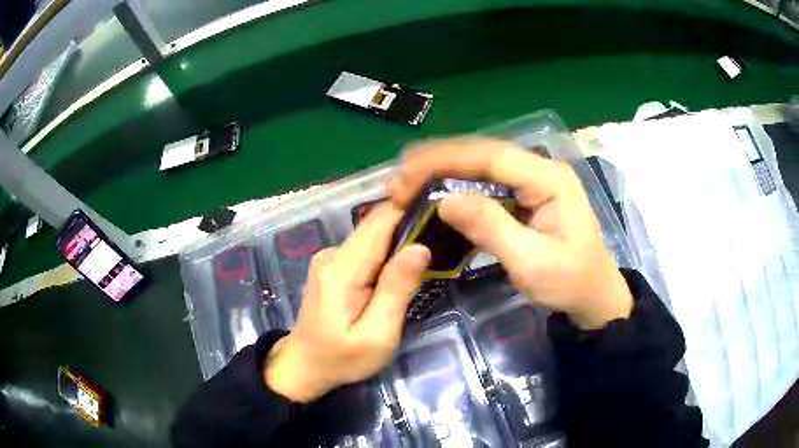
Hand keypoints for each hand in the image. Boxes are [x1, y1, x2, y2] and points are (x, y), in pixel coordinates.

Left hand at [264, 204, 430, 402]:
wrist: (305, 365)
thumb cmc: (342, 358)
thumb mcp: (377, 335)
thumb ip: (396, 290)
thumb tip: (420, 247)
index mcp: (341, 270)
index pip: (379, 222)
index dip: (409, 209)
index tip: (441, 210)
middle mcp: (332, 254)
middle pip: (376, 225)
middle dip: (409, 223)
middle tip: (444, 233)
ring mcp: (330, 258)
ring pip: (373, 235)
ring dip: (400, 238)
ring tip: (430, 248)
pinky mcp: (333, 266)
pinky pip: (366, 248)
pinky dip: (387, 251)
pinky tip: (403, 265)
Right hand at [389, 139, 631, 329]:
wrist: (593, 297)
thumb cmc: (569, 283)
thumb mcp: (531, 262)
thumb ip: (491, 227)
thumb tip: (445, 201)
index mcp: (549, 178)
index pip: (490, 156)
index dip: (444, 160)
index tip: (406, 175)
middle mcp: (540, 169)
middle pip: (483, 154)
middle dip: (437, 163)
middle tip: (399, 183)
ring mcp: (534, 180)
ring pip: (481, 166)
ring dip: (443, 172)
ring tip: (408, 184)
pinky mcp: (527, 195)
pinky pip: (487, 183)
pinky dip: (458, 186)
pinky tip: (436, 193)